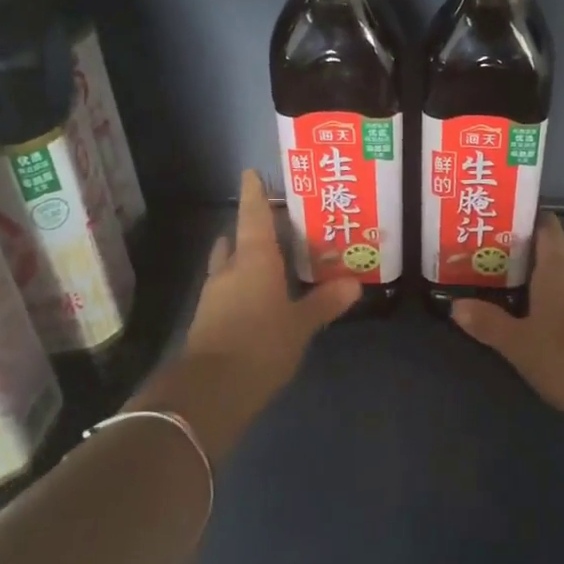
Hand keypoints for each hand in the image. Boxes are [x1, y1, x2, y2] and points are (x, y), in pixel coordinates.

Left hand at [179, 169, 360, 413]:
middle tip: (276, 225)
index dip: (253, 193)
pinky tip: (259, 297)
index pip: (253, 216)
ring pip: (228, 264)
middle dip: (252, 229)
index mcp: (254, 260)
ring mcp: (214, 296)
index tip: (251, 173)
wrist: (211, 390)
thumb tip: (354, 284)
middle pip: (238, 239)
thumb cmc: (261, 344)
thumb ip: (325, 303)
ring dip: (243, 257)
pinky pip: (227, 289)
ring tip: (269, 258)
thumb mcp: (300, 325)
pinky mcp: (209, 320)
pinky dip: (241, 285)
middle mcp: (230, 270)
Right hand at [451, 213, 563, 417]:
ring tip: (535, 294)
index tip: (511, 225)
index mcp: (559, 271)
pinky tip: (557, 324)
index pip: (549, 231)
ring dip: (563, 281)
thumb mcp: (517, 342)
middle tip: (517, 264)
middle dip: (546, 254)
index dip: (533, 222)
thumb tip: (457, 305)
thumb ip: (487, 322)